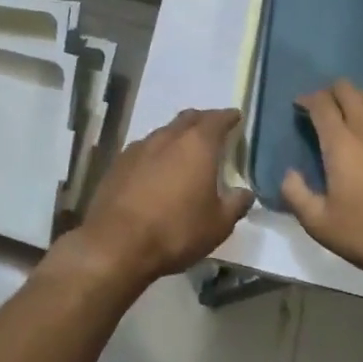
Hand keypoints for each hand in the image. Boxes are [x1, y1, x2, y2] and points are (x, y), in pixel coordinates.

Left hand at [71, 108, 253, 288]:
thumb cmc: (176, 231)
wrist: (117, 244)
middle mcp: (168, 137)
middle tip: (212, 130)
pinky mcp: (118, 163)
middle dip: (202, 121)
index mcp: (197, 145)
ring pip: (164, 132)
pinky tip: (156, 169)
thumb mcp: (218, 225)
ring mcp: (139, 148)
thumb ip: (236, 204)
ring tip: (184, 151)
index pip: (217, 119)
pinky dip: (156, 153)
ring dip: (177, 136)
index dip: (228, 117)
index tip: (235, 117)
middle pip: (188, 118)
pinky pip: (144, 149)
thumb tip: (245, 192)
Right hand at [280, 81, 362, 286]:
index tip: (299, 107)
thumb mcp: (320, 224)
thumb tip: (289, 174)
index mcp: (341, 142)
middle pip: (348, 90)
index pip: (321, 103)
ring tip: (349, 119)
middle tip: (323, 110)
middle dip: (331, 93)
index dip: (307, 99)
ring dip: (356, 101)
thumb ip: (296, 195)